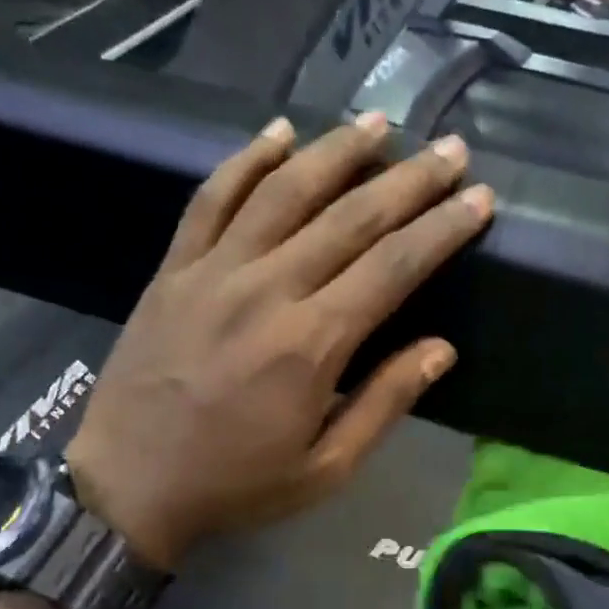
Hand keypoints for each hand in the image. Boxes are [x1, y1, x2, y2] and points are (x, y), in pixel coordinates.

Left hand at [66, 113, 493, 570]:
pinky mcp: (174, 269)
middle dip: (410, 179)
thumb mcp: (326, 468)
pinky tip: (279, 132)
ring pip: (284, 191)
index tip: (480, 199)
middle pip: (350, 217)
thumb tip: (441, 349)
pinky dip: (247, 160)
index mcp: (311, 344)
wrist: (128, 485)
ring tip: (379, 123)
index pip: (394, 267)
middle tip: (452, 150)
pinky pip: (212, 199)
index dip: (442, 229)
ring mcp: (214, 271)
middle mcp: (267, 290)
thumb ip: (384, 403)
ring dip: (337, 151)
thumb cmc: (236, 484)